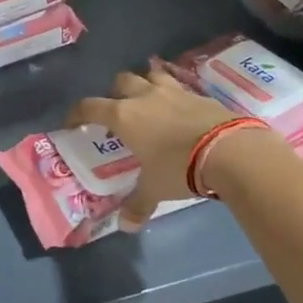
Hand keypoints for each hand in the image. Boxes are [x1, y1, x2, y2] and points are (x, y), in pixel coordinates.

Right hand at [66, 67, 241, 227]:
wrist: (230, 150)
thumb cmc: (179, 167)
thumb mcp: (154, 189)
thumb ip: (138, 204)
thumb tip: (126, 226)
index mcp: (124, 116)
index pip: (90, 106)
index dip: (77, 113)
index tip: (72, 123)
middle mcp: (145, 97)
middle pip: (121, 81)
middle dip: (114, 93)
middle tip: (116, 111)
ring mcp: (175, 92)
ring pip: (151, 75)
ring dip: (145, 85)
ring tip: (147, 102)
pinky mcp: (200, 95)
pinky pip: (179, 87)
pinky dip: (173, 96)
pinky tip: (178, 112)